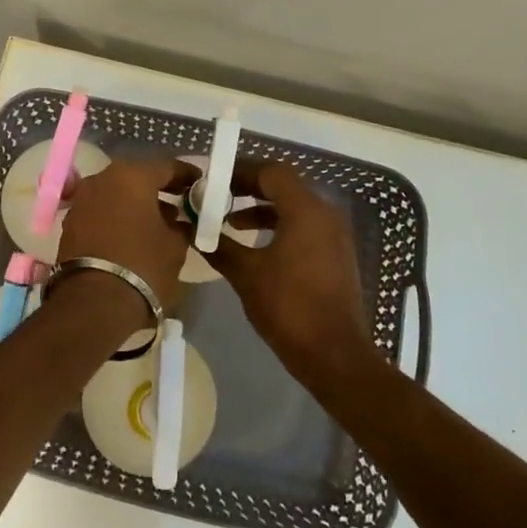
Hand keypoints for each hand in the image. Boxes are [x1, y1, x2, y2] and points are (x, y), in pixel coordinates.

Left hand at [56, 156, 195, 314]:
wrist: (94, 303)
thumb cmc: (143, 266)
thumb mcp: (175, 246)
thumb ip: (181, 226)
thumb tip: (180, 222)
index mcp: (132, 176)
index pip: (166, 166)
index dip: (186, 175)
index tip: (200, 184)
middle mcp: (102, 179)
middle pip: (137, 177)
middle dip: (159, 188)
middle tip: (180, 201)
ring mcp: (82, 199)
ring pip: (116, 192)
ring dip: (136, 203)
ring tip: (159, 221)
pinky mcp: (70, 222)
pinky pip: (101, 210)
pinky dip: (117, 215)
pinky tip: (133, 233)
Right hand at [208, 161, 379, 387]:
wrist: (335, 356)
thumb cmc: (289, 307)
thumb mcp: (246, 274)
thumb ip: (218, 245)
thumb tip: (190, 227)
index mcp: (306, 211)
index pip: (272, 172)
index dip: (241, 171)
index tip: (214, 179)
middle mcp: (325, 215)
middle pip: (284, 186)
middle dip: (249, 189)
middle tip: (218, 196)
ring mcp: (335, 236)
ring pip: (294, 208)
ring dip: (262, 210)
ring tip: (230, 222)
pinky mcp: (336, 256)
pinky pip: (304, 227)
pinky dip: (279, 227)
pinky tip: (256, 246)